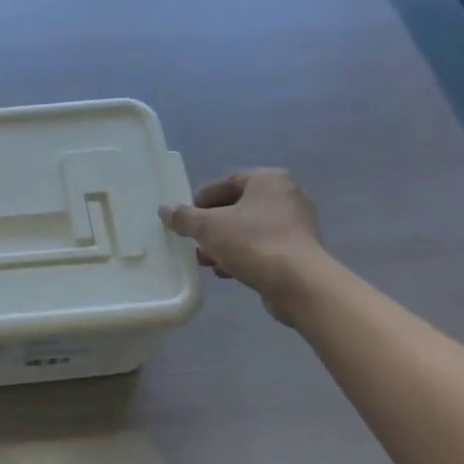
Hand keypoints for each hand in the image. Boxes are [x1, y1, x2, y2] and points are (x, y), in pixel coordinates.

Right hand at [159, 169, 326, 324]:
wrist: (299, 283)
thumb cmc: (252, 243)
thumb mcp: (207, 227)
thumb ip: (183, 216)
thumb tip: (165, 210)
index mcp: (268, 180)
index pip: (225, 183)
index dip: (200, 201)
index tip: (184, 219)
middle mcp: (286, 196)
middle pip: (237, 207)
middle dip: (211, 227)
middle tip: (193, 242)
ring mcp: (296, 224)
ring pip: (248, 230)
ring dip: (223, 244)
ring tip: (205, 260)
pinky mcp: (299, 251)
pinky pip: (262, 247)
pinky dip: (242, 256)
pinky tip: (225, 271)